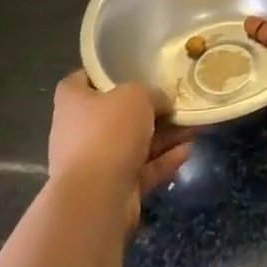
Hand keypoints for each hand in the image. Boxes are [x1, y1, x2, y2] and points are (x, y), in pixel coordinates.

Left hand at [48, 71, 193, 229]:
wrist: (96, 199)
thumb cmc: (109, 131)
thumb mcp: (137, 95)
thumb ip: (152, 93)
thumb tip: (162, 102)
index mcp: (73, 101)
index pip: (84, 78)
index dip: (107, 72)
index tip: (133, 68)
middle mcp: (79, 131)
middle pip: (115, 113)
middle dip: (147, 109)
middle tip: (174, 100)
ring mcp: (95, 163)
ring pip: (133, 143)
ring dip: (163, 135)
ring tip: (193, 125)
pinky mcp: (112, 188)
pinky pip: (141, 169)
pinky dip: (163, 160)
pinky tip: (188, 151)